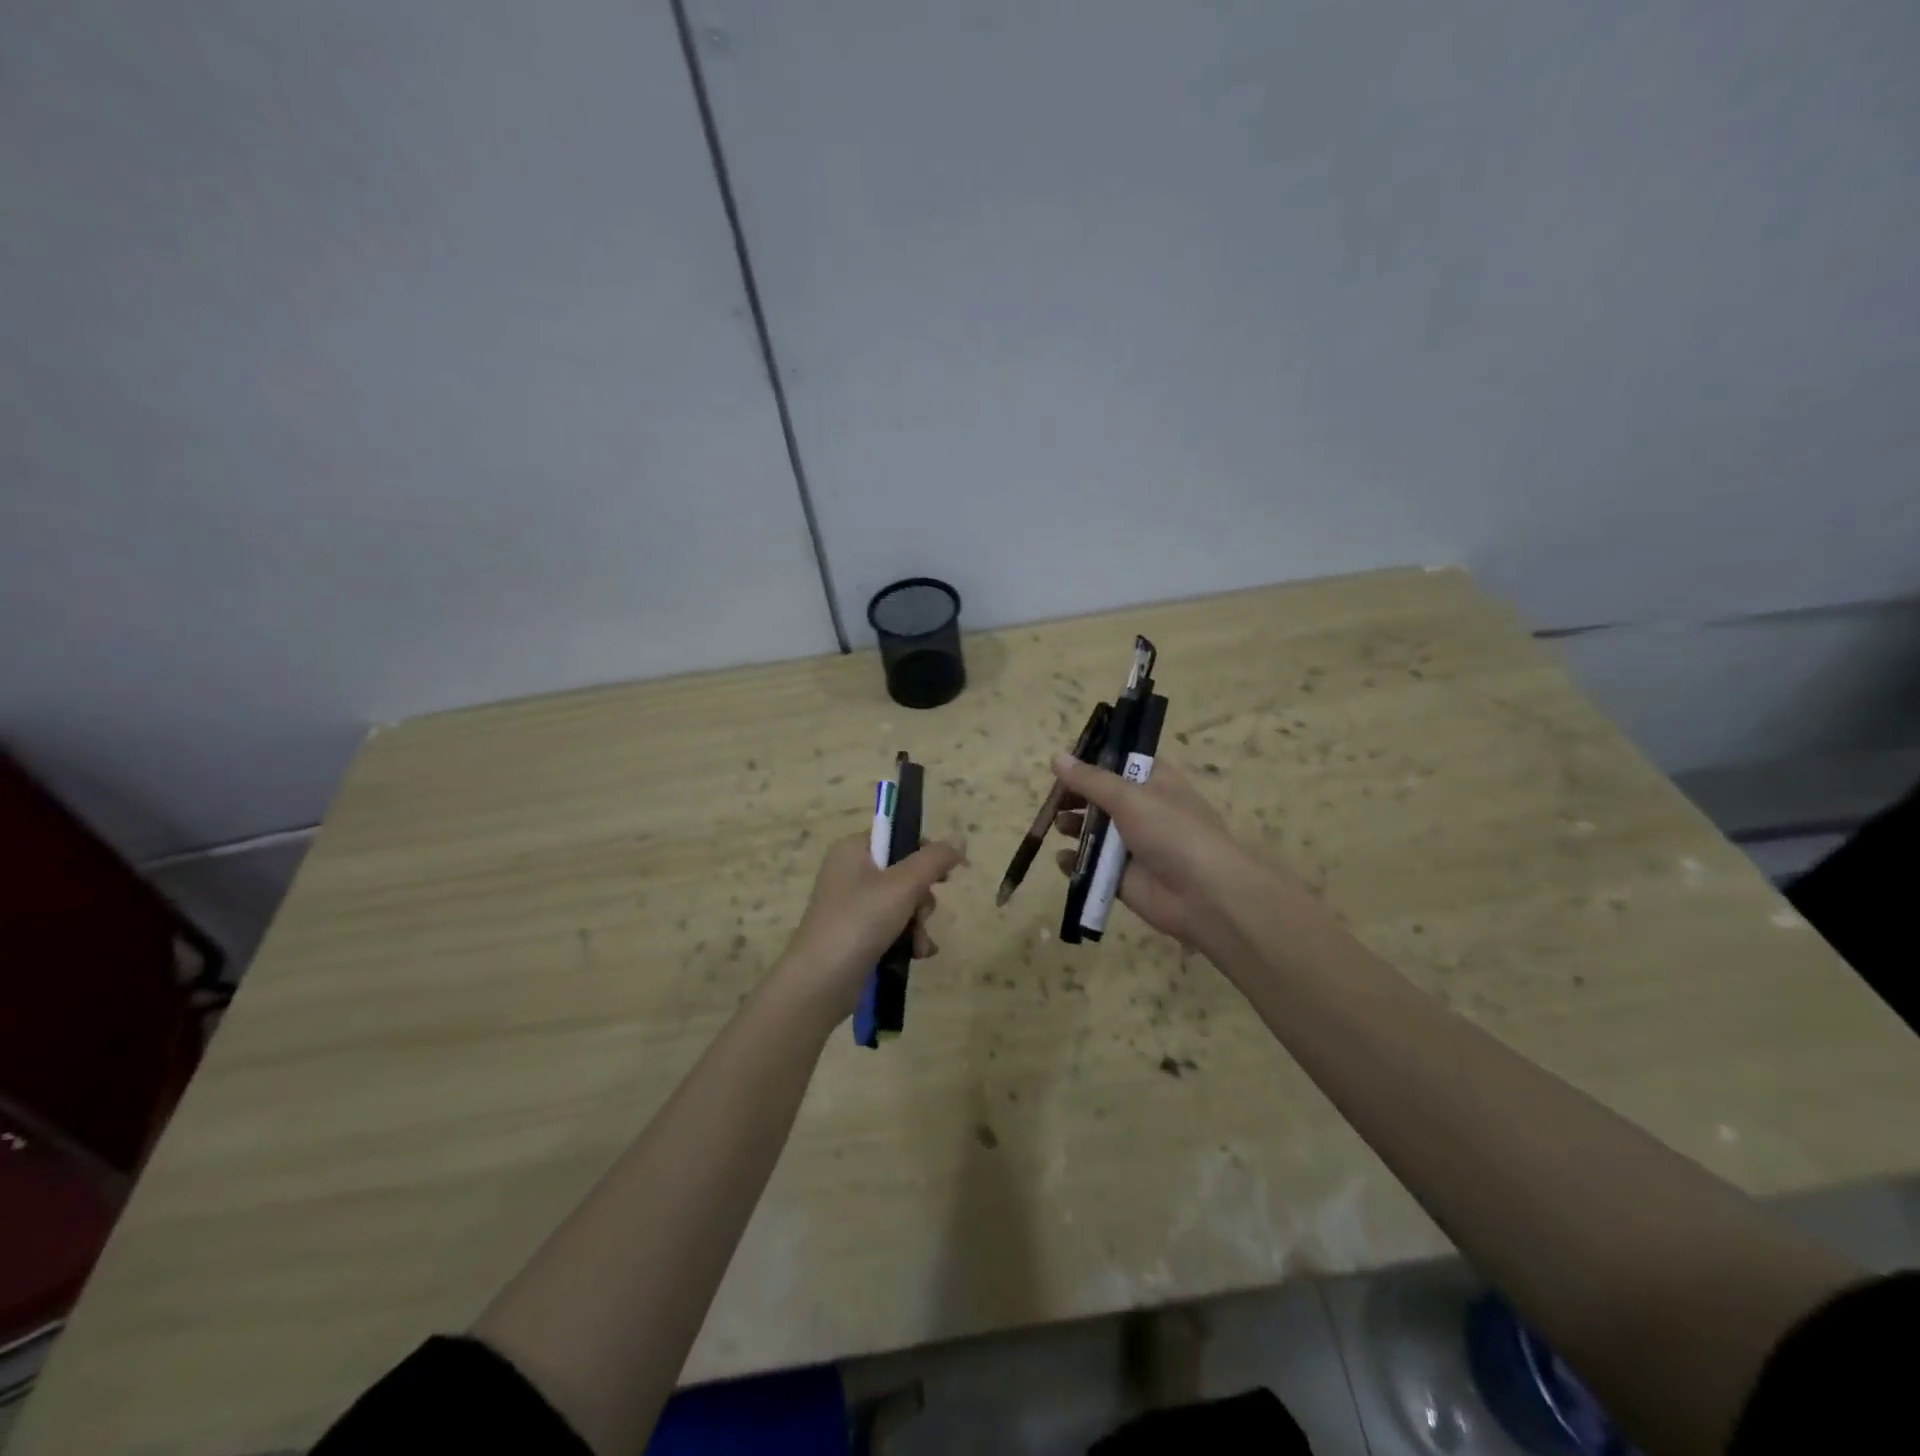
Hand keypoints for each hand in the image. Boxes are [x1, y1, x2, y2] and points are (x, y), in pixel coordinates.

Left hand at [776, 833, 965, 1023]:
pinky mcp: (856, 934)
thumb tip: (959, 839)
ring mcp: (852, 905)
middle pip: (904, 872)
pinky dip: (907, 938)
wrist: (819, 983)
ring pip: (902, 902)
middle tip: (920, 914)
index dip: (925, 852)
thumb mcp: (903, 885)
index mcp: (853, 850)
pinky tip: (917, 955)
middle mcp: (850, 872)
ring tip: (918, 944)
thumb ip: (934, 859)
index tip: (945, 875)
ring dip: (918, 923)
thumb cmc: (859, 922)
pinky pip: (892, 926)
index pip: (897, 836)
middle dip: (922, 898)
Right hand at [1050, 755, 1257, 952]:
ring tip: (1058, 825)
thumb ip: (1090, 780)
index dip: (1094, 760)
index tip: (1064, 761)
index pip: (1122, 763)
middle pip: (1102, 797)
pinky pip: (1092, 866)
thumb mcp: (1129, 797)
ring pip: (1095, 831)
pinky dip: (1076, 862)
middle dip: (1077, 796)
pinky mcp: (1122, 877)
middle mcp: (1144, 811)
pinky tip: (1063, 859)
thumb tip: (1057, 757)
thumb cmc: (1172, 832)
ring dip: (1074, 827)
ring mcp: (1133, 846)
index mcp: (1155, 783)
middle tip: (1053, 799)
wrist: (1204, 895)